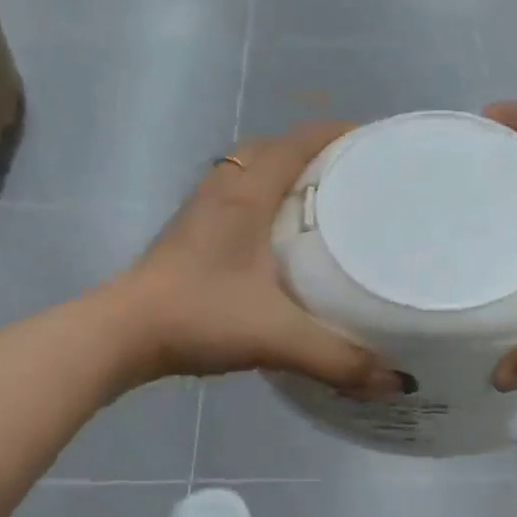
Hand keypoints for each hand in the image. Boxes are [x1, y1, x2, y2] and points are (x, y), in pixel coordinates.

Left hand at [115, 123, 403, 394]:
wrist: (121, 335)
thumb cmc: (199, 316)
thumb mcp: (277, 337)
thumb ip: (337, 359)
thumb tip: (396, 381)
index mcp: (248, 192)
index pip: (299, 142)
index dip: (339, 135)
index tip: (377, 145)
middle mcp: (224, 189)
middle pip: (276, 150)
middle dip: (318, 155)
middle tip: (358, 181)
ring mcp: (202, 210)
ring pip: (252, 173)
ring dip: (287, 177)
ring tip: (326, 206)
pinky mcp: (190, 235)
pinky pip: (238, 199)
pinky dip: (266, 203)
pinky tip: (280, 241)